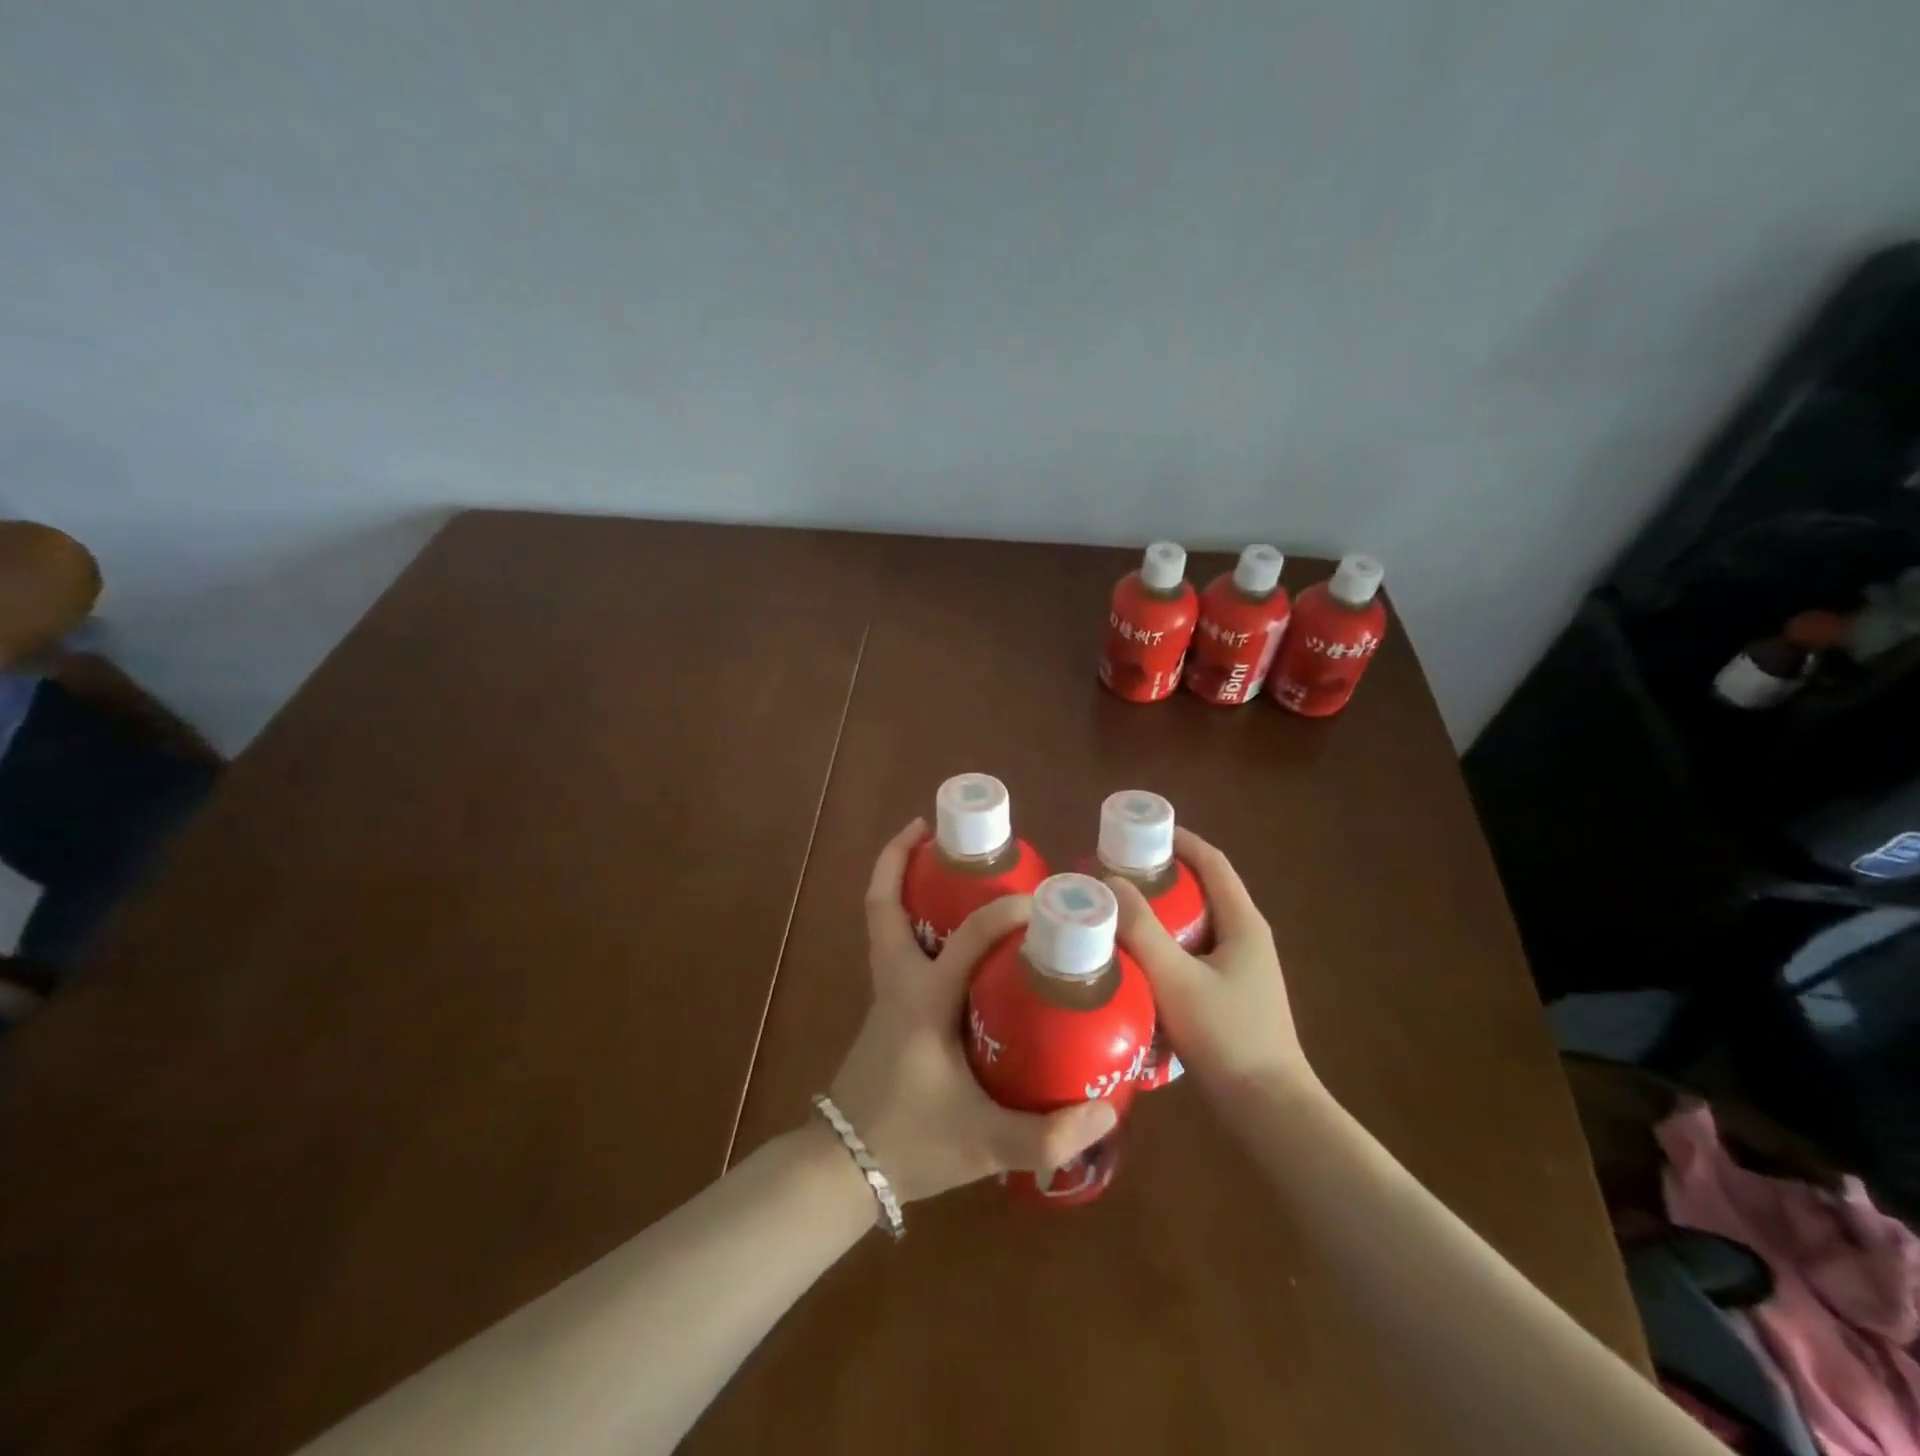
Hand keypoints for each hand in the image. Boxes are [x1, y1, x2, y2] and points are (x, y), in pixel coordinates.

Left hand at [827, 819, 1119, 1203]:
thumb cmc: (909, 1144)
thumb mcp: (983, 1143)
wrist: (842, 1170)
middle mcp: (899, 983)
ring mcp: (887, 993)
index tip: (1042, 901)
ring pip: (884, 921)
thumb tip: (1107, 1111)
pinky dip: (910, 919)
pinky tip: (949, 931)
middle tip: (938, 830)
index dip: (1005, 912)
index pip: (968, 938)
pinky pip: (895, 945)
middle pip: (883, 904)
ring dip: (902, 882)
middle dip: (901, 858)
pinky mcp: (888, 1008)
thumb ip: (1046, 1134)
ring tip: (944, 862)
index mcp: (923, 1000)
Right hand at [1109, 826, 1314, 1101]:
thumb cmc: (1227, 1037)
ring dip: (1158, 912)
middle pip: (1201, 889)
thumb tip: (1107, 883)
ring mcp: (1240, 969)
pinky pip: (1191, 952)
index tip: (1137, 831)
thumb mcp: (1176, 979)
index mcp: (1243, 923)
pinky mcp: (1229, 995)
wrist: (1269, 1111)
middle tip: (1114, 873)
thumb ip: (1141, 930)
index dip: (1178, 840)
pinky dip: (1164, 944)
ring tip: (1116, 911)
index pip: (1212, 862)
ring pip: (1194, 924)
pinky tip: (1134, 958)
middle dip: (1159, 876)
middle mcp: (1246, 937)